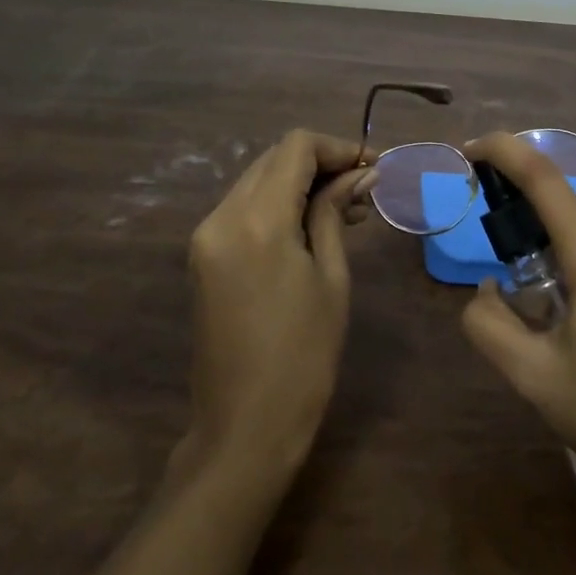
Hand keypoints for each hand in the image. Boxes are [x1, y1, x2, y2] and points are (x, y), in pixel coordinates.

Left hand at [181, 130, 376, 480]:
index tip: (372, 167)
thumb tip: (360, 172)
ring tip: (345, 210)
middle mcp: (222, 216)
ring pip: (257, 181)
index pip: (296, 147)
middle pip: (273, 159)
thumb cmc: (304, 355)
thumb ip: (335, 212)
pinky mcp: (202, 256)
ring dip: (299, 183)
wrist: (244, 427)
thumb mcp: (331, 277)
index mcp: (257, 220)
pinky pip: (243, 209)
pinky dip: (278, 204)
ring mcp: (206, 236)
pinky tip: (310, 227)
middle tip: (363, 188)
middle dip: (320, 163)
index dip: (337, 147)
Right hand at [459, 132, 575, 515]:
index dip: (503, 151)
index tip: (469, 151)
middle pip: (562, 216)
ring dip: (554, 265)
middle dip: (526, 238)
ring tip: (552, 331)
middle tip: (512, 296)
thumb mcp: (535, 378)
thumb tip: (487, 291)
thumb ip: (490, 325)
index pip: (543, 177)